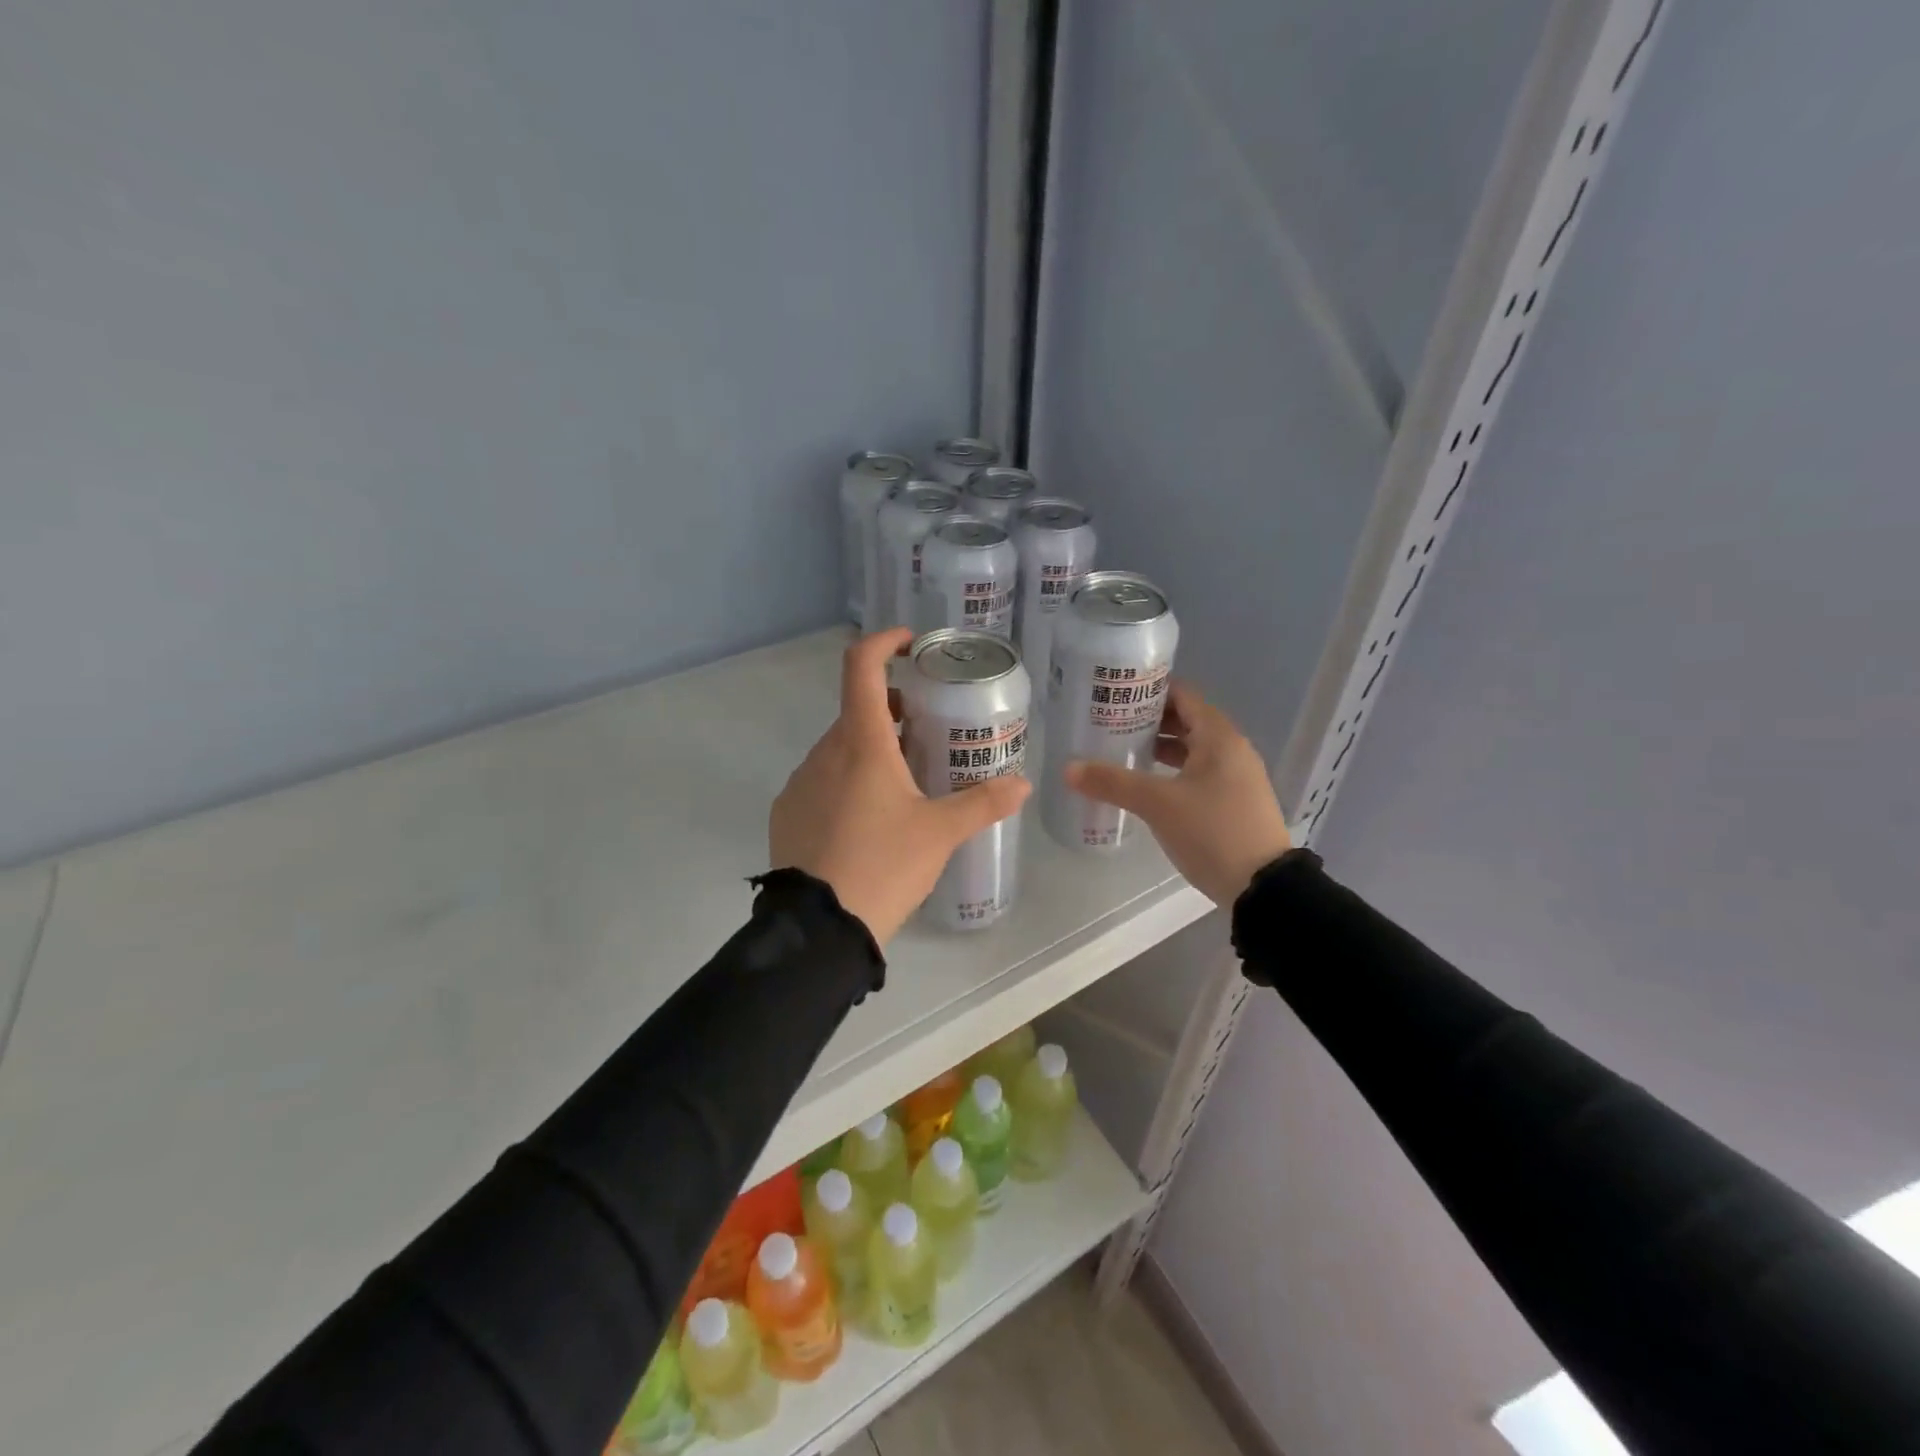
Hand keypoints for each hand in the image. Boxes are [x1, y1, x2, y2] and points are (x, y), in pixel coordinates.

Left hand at [771, 628, 1030, 943]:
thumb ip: (983, 804)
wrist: (819, 928)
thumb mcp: (940, 834)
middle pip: (857, 711)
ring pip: (839, 749)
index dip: (884, 643)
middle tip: (924, 730)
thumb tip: (1024, 785)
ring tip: (902, 783)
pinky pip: (820, 781)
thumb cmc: (884, 866)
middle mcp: (824, 752)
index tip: (909, 644)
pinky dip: (846, 781)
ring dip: (869, 749)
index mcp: (861, 743)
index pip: (861, 667)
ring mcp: (800, 782)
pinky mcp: (787, 812)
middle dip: (890, 710)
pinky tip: (866, 821)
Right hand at [1065, 682, 1290, 906]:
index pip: (1182, 695)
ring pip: (1193, 749)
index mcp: (1219, 737)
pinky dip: (1173, 770)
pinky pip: (1199, 772)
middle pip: (1187, 720)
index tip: (1115, 694)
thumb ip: (1113, 782)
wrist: (1263, 888)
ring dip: (1161, 747)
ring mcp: (1236, 777)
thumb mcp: (1157, 804)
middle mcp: (1232, 749)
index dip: (1149, 690)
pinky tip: (1149, 786)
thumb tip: (1068, 768)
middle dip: (1149, 720)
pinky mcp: (1235, 802)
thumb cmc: (1212, 831)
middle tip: (1110, 723)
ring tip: (1123, 752)